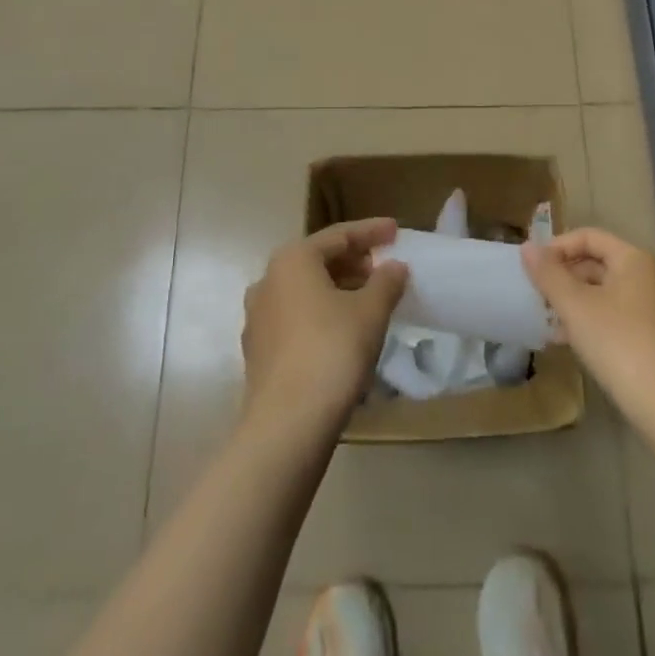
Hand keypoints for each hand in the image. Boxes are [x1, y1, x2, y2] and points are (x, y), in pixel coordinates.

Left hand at [241, 219, 408, 435]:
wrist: (287, 424)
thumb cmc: (332, 351)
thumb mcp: (370, 312)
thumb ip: (386, 282)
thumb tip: (394, 266)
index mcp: (293, 260)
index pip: (339, 236)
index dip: (371, 232)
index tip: (396, 231)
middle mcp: (268, 280)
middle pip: (318, 261)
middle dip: (354, 262)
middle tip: (385, 267)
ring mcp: (258, 317)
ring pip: (305, 291)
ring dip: (338, 289)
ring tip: (369, 299)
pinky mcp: (259, 350)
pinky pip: (296, 317)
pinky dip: (322, 314)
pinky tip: (344, 331)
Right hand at [522, 228, 654, 417]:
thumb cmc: (618, 343)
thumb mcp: (574, 305)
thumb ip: (548, 273)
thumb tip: (527, 247)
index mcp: (635, 259)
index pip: (589, 236)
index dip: (557, 246)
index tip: (532, 268)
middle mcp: (651, 276)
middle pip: (599, 263)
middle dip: (565, 277)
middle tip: (537, 295)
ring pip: (606, 293)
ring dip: (575, 302)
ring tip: (548, 320)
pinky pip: (618, 316)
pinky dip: (592, 321)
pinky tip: (570, 342)